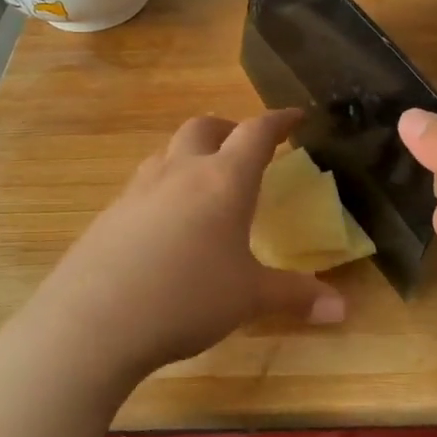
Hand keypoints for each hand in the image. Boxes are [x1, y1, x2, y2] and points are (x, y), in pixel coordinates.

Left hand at [18, 109, 345, 389]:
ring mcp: (138, 189)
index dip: (279, 121)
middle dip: (229, 129)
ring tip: (204, 181)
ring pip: (168, 152)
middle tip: (244, 148)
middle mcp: (180, 172)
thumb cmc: (187, 297)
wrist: (93, 320)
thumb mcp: (249, 298)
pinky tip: (165, 224)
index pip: (256, 133)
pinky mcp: (110, 214)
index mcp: (223, 180)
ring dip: (191, 154)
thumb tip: (343, 309)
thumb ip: (296, 296)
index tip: (296, 116)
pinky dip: (163, 187)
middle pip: (204, 127)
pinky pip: (143, 185)